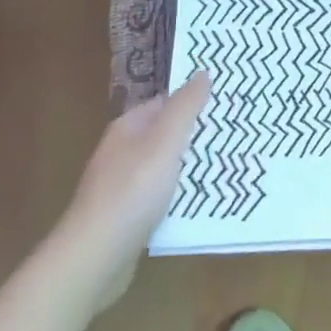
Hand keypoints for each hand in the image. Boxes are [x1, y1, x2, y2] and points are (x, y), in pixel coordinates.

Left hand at [51, 73, 209, 312]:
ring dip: (192, 167)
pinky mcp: (129, 216)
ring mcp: (124, 185)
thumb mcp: (164, 142)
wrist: (94, 258)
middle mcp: (123, 152)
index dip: (195, 101)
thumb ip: (185, 107)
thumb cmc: (132, 191)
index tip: (228, 105)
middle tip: (236, 135)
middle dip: (197, 135)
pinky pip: (162, 196)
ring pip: (167, 167)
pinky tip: (204, 201)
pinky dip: (182, 195)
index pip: (166, 103)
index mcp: (128, 128)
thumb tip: (202, 72)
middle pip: (167, 134)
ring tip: (230, 166)